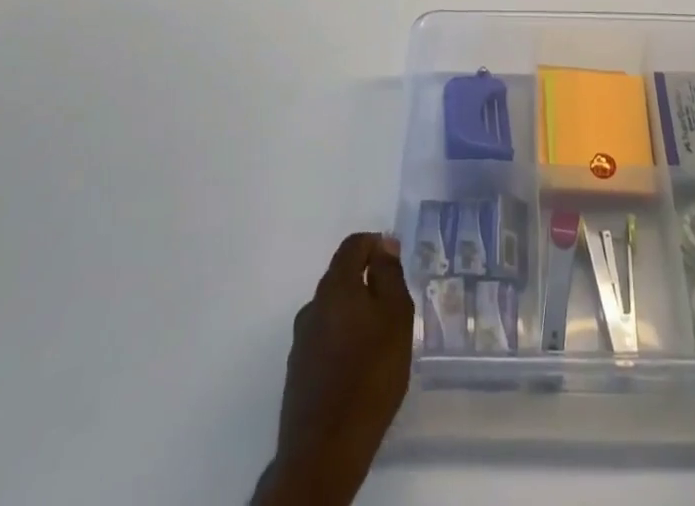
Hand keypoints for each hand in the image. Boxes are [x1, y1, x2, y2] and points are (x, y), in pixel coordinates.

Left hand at [258, 233, 414, 505]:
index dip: (376, 244)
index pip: (354, 245)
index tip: (395, 262)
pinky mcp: (299, 371)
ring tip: (379, 340)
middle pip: (342, 277)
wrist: (324, 450)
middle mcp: (313, 305)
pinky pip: (325, 339)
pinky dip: (343, 340)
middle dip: (367, 282)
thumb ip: (389, 275)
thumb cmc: (370, 374)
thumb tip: (383, 244)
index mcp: (336, 286)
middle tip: (394, 305)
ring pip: (333, 310)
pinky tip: (359, 366)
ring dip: (355, 313)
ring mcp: (301, 340)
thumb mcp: (396, 317)